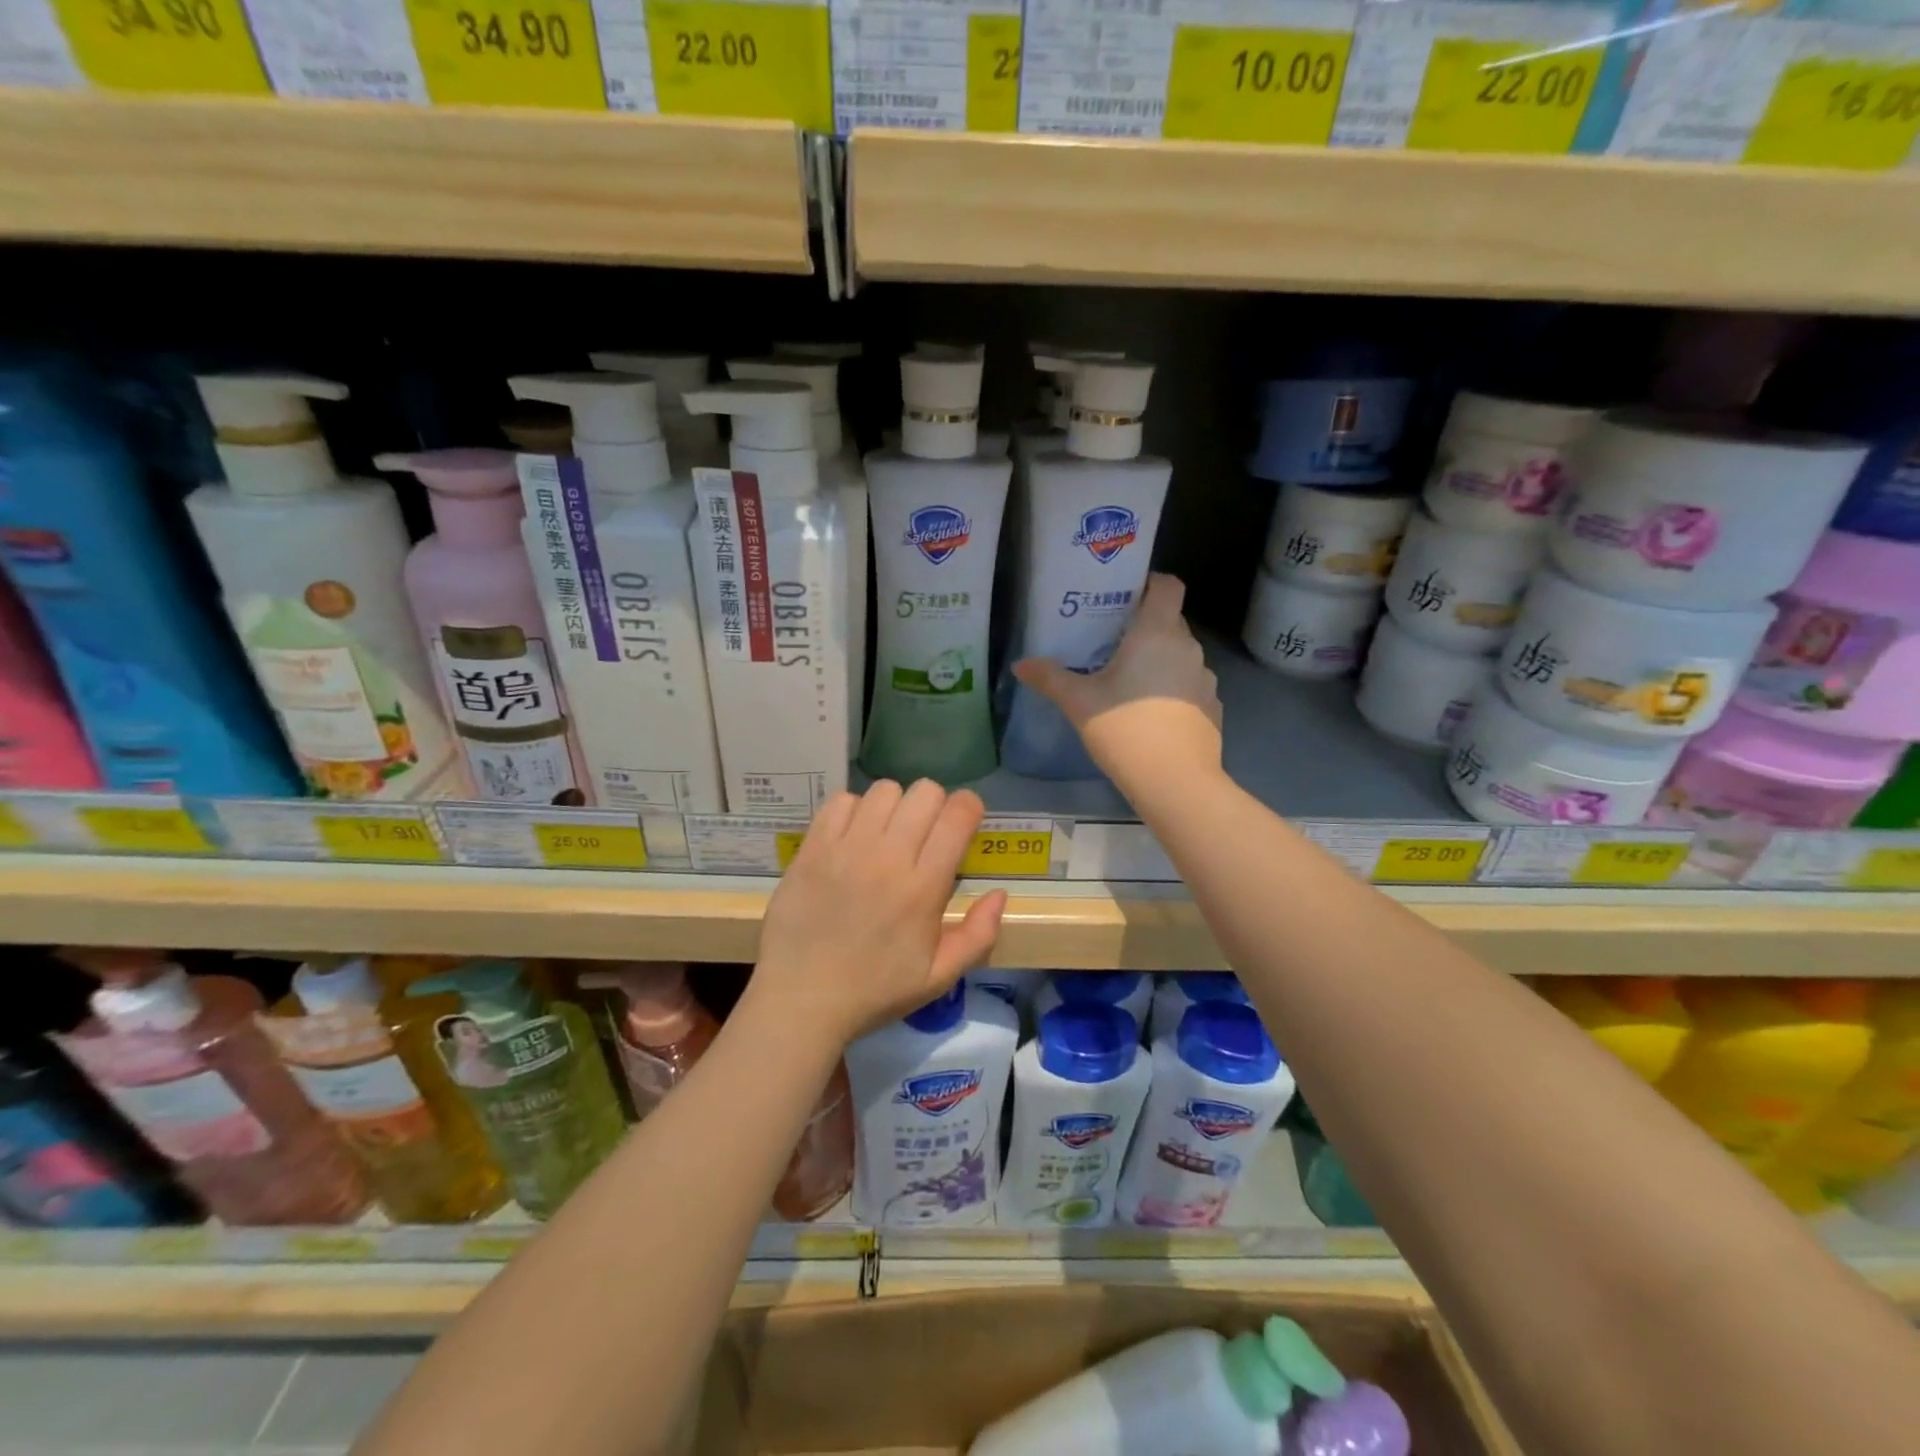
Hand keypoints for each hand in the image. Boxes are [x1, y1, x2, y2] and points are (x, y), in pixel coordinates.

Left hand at [750, 781, 1007, 1047]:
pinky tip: (853, 836)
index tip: (964, 821)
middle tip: (925, 832)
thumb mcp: (939, 978)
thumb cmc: (875, 991)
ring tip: (888, 833)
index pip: (956, 816)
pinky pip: (841, 801)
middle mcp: (887, 857)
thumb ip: (978, 935)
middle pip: (924, 792)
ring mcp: (846, 849)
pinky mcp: (813, 848)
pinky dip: (854, 810)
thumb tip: (999, 893)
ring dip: (895, 806)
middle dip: (935, 804)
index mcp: (922, 888)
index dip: (968, 808)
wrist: (801, 1000)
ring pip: (884, 790)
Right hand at [1013, 572, 1222, 795]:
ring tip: (1130, 680)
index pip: (1168, 586)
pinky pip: (1189, 685)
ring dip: (1159, 660)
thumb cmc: (1125, 729)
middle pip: (1171, 621)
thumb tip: (1020, 665)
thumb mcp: (1079, 703)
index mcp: (1157, 634)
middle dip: (1145, 626)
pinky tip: (1151, 713)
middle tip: (1112, 642)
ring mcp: (1204, 678)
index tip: (1125, 596)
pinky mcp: (1212, 707)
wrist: (1175, 781)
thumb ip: (1050, 678)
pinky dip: (1173, 689)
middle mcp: (1187, 648)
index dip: (1150, 583)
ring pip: (1181, 655)